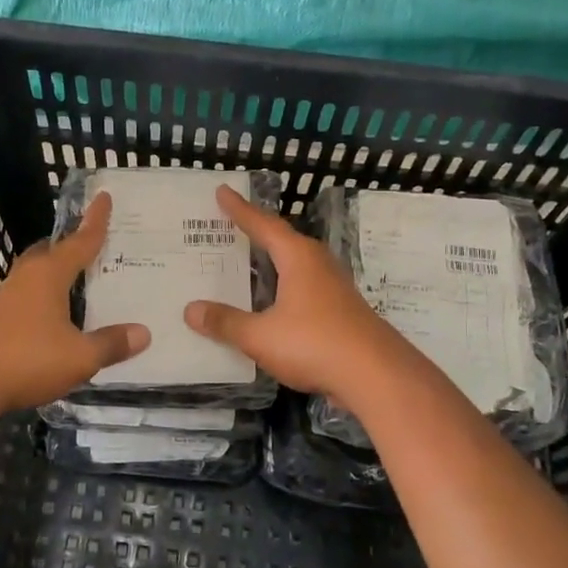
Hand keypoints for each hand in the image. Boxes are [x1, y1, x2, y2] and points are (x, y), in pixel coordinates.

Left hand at [0, 191, 148, 415]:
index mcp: (48, 275)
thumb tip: (144, 333)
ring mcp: (2, 301)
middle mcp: (24, 279)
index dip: (95, 221)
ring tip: (72, 287)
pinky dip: (39, 304)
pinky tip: (47, 323)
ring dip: (52, 278)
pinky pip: (22, 303)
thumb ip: (111, 344)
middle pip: (48, 253)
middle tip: (88, 246)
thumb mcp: (79, 356)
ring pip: (32, 278)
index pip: (79, 241)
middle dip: (67, 247)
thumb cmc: (26, 359)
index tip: (103, 196)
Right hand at [183, 184, 402, 402]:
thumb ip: (226, 323)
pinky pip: (304, 289)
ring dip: (272, 264)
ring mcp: (334, 288)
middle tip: (230, 228)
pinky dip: (283, 289)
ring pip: (296, 266)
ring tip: (247, 265)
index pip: (263, 225)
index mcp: (298, 258)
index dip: (240, 210)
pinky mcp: (342, 311)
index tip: (222, 191)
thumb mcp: (260, 336)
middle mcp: (318, 264)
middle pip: (283, 241)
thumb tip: (190, 310)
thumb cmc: (314, 343)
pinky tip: (273, 305)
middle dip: (257, 234)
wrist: (376, 376)